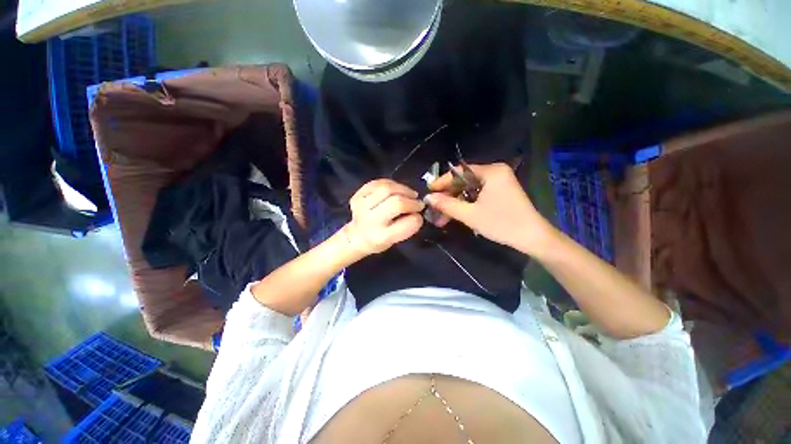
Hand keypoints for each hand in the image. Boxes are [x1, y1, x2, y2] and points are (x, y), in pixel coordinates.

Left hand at [345, 179, 424, 255]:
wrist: (358, 236)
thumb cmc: (381, 239)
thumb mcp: (397, 240)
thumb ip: (408, 226)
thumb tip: (417, 209)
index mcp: (382, 236)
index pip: (406, 224)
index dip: (417, 216)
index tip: (419, 212)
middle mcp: (370, 221)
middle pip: (396, 202)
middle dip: (411, 200)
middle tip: (417, 202)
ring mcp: (361, 206)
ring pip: (387, 188)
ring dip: (403, 189)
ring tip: (408, 194)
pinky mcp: (357, 195)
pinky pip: (378, 183)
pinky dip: (391, 184)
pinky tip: (395, 190)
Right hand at [426, 163, 553, 255]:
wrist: (532, 238)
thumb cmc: (501, 223)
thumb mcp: (470, 214)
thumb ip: (447, 205)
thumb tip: (428, 198)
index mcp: (491, 171)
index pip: (459, 171)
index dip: (442, 181)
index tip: (429, 191)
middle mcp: (495, 172)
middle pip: (464, 180)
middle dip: (448, 194)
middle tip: (435, 206)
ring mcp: (499, 182)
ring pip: (469, 189)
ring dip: (456, 201)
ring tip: (442, 214)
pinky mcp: (501, 192)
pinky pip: (478, 194)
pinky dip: (466, 203)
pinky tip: (456, 213)